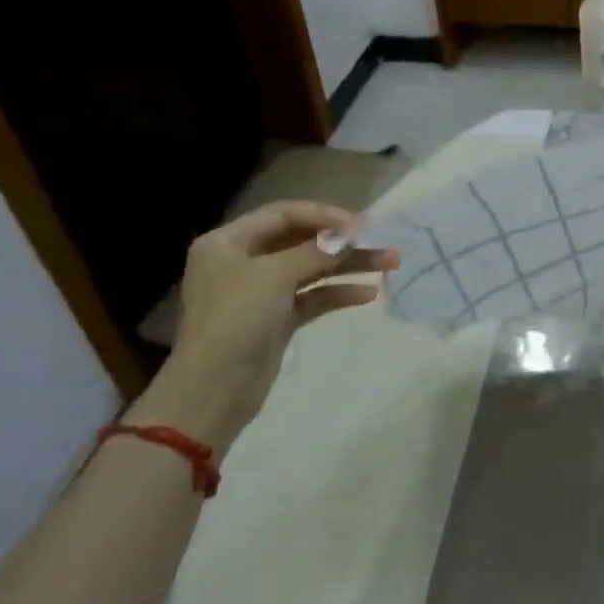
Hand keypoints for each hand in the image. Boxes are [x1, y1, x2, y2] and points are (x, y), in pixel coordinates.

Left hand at [131, 201, 399, 450]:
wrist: (213, 389)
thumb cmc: (236, 320)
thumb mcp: (275, 275)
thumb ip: (317, 251)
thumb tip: (352, 234)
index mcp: (228, 242)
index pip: (283, 214)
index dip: (323, 215)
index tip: (361, 225)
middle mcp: (243, 261)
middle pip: (300, 240)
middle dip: (342, 242)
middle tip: (381, 241)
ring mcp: (260, 292)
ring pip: (312, 269)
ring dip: (349, 265)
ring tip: (390, 263)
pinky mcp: (276, 319)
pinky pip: (313, 296)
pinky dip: (338, 292)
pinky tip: (369, 294)